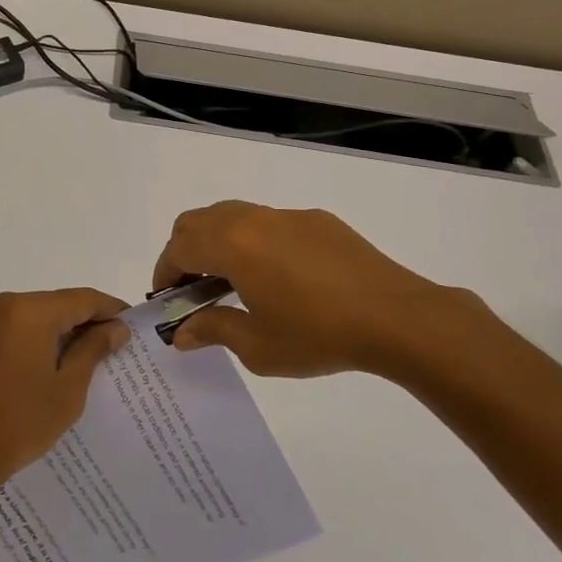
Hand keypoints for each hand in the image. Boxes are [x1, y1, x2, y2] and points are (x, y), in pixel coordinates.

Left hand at [0, 288, 128, 493]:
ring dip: (58, 335)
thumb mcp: (68, 388)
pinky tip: (43, 372)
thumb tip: (116, 328)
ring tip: (82, 362)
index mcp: (30, 311)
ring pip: (33, 319)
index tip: (132, 326)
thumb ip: (93, 350)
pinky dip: (33, 344)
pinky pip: (12, 334)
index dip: (111, 310)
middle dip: (85, 323)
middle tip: (112, 348)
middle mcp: (5, 307)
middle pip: (57, 306)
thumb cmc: (20, 421)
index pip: (83, 299)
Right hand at [152, 201, 495, 380]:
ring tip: (230, 282)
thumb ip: (213, 330)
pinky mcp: (317, 220)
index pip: (179, 248)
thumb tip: (182, 332)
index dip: (164, 272)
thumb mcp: (258, 346)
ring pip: (233, 215)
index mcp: (232, 245)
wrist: (397, 317)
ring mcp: (287, 215)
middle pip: (198, 220)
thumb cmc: (318, 334)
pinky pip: (268, 222)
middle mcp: (253, 219)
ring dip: (217, 242)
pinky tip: (277, 277)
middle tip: (191, 289)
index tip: (165, 300)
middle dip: (184, 251)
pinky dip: (252, 241)